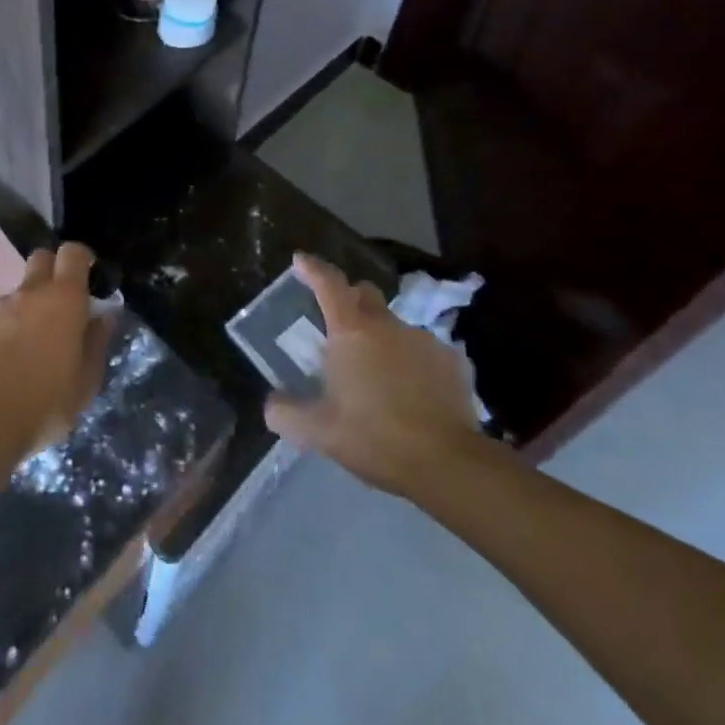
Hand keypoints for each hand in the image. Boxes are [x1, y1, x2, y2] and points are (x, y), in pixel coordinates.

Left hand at [0, 242, 111, 460]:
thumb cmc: (45, 402)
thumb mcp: (86, 382)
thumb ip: (97, 343)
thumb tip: (103, 317)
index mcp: (64, 299)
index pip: (73, 253)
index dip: (82, 259)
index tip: (89, 276)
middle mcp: (31, 292)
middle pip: (42, 258)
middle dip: (54, 271)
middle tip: (62, 303)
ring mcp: (0, 306)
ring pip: (20, 289)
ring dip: (30, 304)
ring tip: (33, 342)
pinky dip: (8, 325)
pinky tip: (8, 357)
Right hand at [263, 253, 486, 500]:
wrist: (448, 464)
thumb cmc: (375, 436)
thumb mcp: (319, 432)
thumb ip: (286, 414)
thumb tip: (271, 405)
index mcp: (351, 330)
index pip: (328, 282)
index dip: (312, 268)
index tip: (300, 260)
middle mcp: (387, 323)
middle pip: (365, 294)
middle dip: (350, 300)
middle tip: (340, 325)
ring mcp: (424, 339)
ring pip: (396, 326)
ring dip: (384, 339)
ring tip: (380, 373)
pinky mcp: (454, 361)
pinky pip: (425, 352)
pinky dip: (414, 363)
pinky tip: (414, 393)